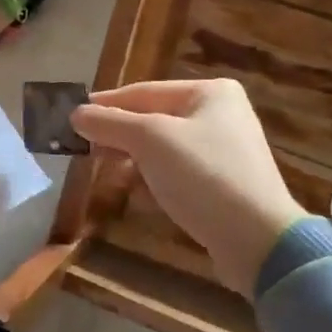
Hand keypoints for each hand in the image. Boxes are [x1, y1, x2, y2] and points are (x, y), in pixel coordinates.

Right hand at [71, 79, 303, 298]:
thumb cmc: (203, 175)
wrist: (259, 240)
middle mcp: (220, 115)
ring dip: (134, 160)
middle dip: (119, 135)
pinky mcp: (223, 185)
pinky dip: (156, 180)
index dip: (106, 105)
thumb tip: (75, 114)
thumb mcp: (149, 141)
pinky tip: (139, 195)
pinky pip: (179, 173)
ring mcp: (225, 151)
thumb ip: (110, 123)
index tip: (72, 117)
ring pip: (164, 149)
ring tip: (108, 173)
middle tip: (84, 149)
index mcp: (209, 92)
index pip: (144, 91)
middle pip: (153, 119)